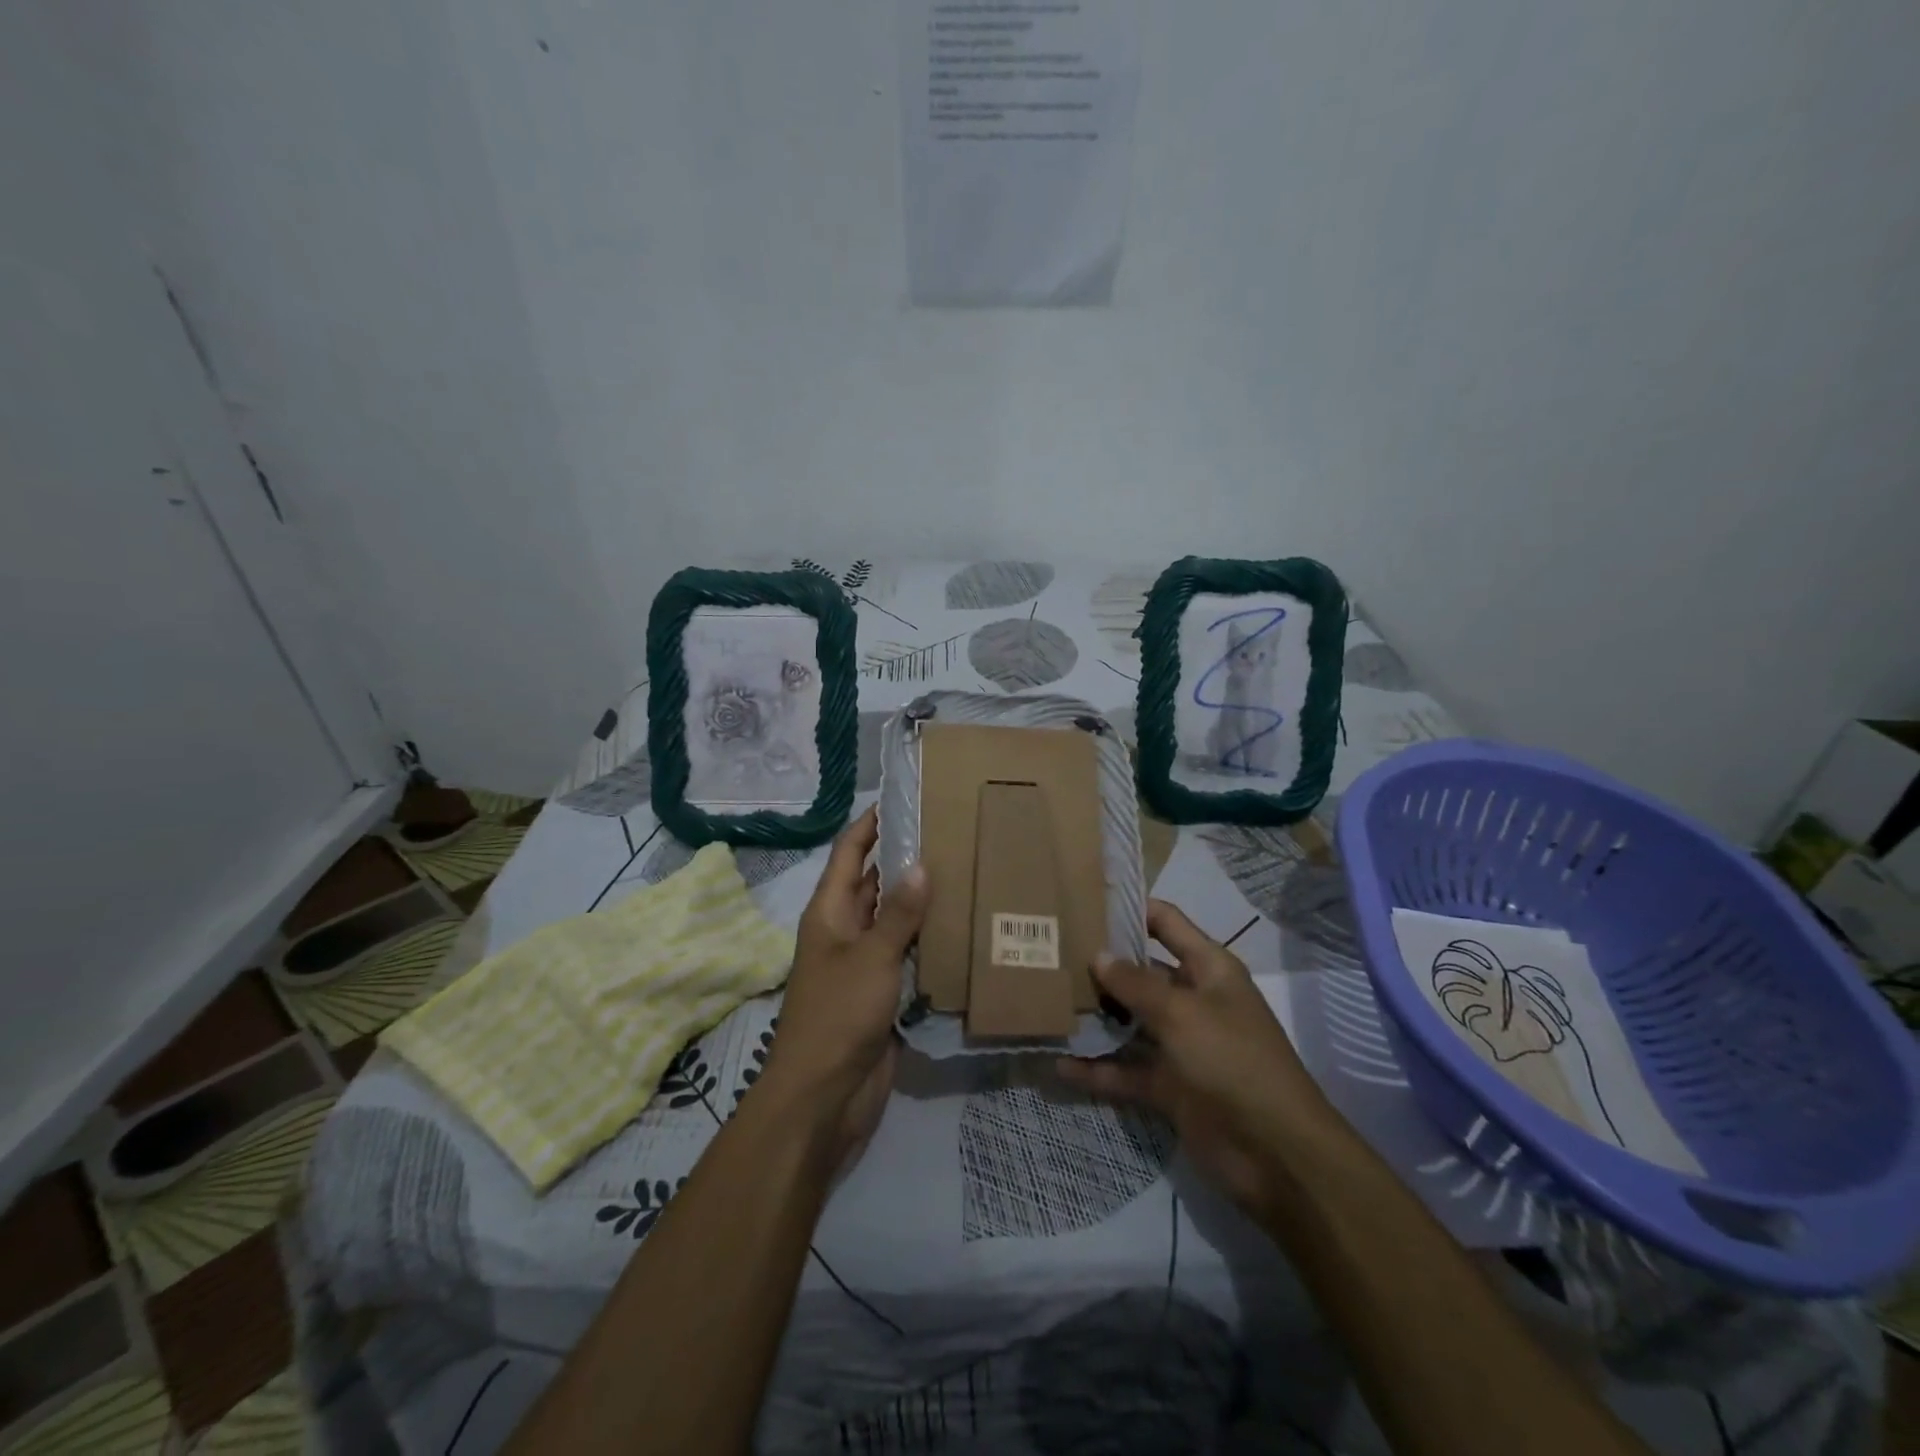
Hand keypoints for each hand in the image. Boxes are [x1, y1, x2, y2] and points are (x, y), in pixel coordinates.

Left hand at [762, 808, 927, 1162]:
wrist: (824, 1096)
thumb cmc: (838, 1014)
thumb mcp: (871, 957)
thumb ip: (899, 914)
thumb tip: (921, 865)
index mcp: (829, 912)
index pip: (848, 853)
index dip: (869, 824)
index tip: (902, 799)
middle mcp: (844, 930)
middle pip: (873, 882)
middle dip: (903, 858)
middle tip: (949, 833)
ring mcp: (863, 963)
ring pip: (893, 919)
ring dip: (920, 900)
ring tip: (964, 871)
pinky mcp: (882, 991)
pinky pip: (906, 954)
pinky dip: (928, 939)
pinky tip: (962, 926)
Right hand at [1058, 900, 1332, 1222]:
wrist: (1277, 1155)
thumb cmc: (1232, 1061)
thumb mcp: (1182, 1013)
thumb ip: (1135, 984)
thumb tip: (1098, 955)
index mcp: (1208, 969)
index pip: (1166, 923)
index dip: (1131, 908)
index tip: (1083, 900)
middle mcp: (1193, 1000)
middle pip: (1141, 972)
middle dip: (1101, 964)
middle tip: (1050, 952)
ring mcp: (1180, 1045)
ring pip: (1129, 1022)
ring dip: (1095, 1017)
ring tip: (1046, 1002)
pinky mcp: (1169, 1087)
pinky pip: (1126, 1071)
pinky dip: (1097, 1069)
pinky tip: (1058, 1064)